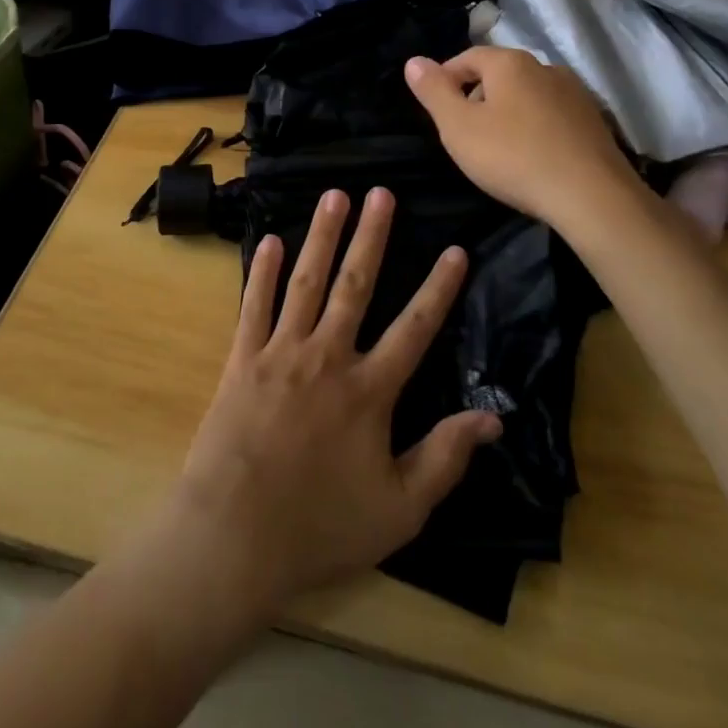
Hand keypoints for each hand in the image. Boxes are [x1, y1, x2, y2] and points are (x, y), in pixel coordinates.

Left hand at [167, 187, 500, 610]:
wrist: (234, 535)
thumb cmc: (320, 526)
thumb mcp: (399, 509)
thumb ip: (445, 458)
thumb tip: (492, 418)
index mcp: (369, 390)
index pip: (416, 327)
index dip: (439, 288)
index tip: (455, 249)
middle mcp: (327, 356)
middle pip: (355, 284)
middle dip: (372, 236)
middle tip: (381, 192)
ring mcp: (281, 351)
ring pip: (307, 281)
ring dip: (322, 235)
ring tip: (334, 196)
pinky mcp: (242, 357)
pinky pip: (254, 305)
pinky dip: (263, 271)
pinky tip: (272, 240)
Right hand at [405, 46, 643, 227]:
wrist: (592, 197)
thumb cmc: (513, 157)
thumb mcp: (458, 127)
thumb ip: (433, 91)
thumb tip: (414, 61)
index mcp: (509, 63)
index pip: (466, 57)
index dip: (445, 79)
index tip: (436, 109)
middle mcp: (545, 67)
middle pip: (499, 74)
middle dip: (477, 96)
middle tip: (463, 132)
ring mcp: (575, 93)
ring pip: (527, 94)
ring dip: (508, 112)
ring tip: (498, 148)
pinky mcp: (595, 121)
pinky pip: (552, 115)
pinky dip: (535, 127)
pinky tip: (532, 156)